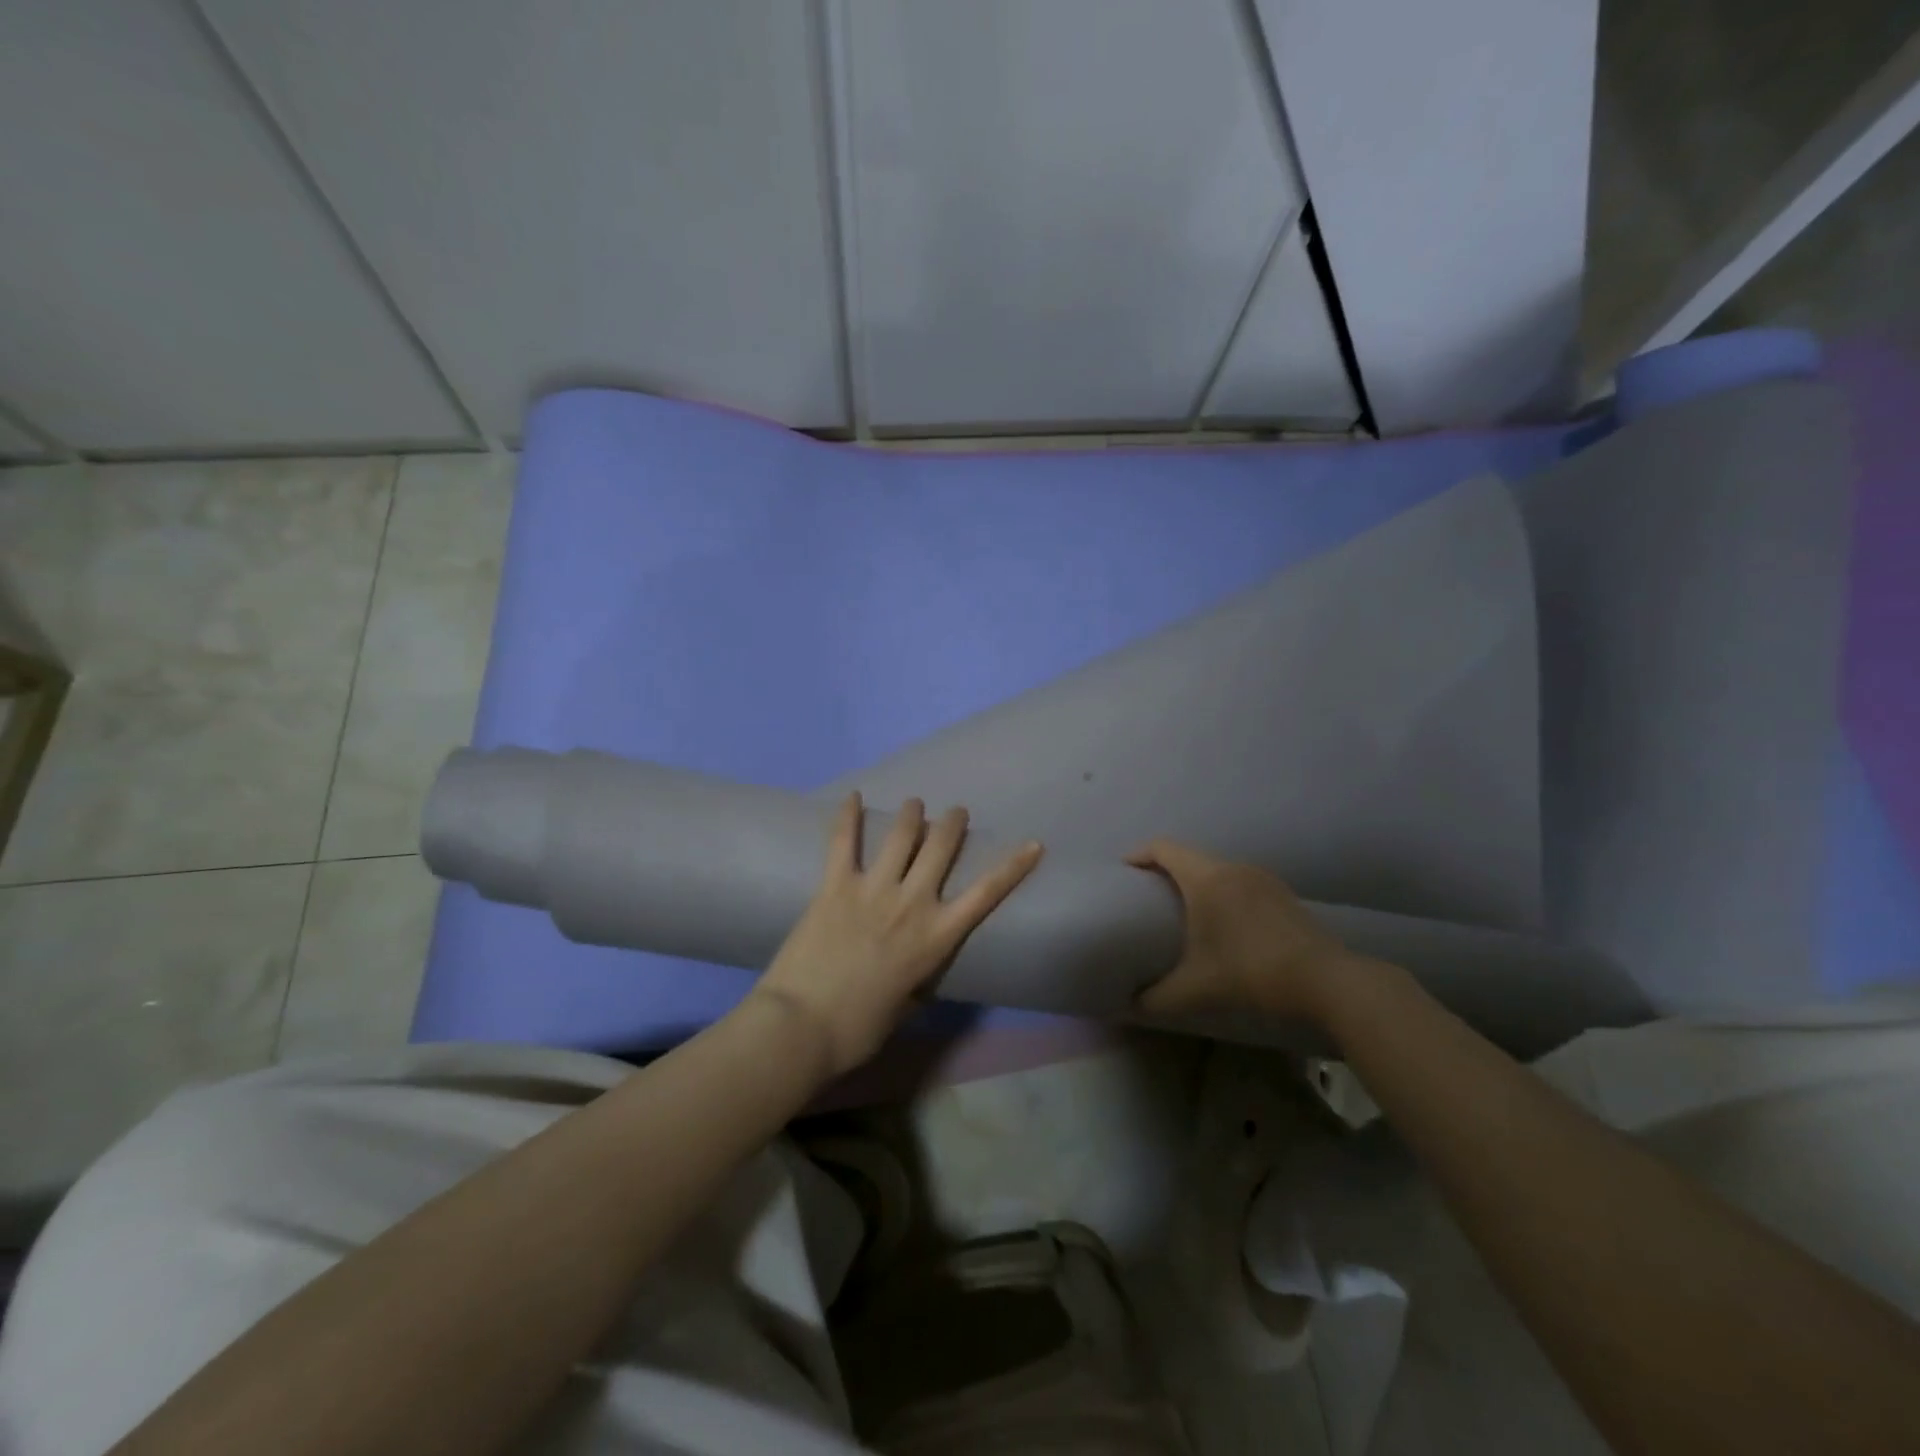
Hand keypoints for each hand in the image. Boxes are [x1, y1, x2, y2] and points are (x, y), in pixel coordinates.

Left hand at [752, 793, 1042, 1076]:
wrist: (801, 1026)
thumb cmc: (857, 1029)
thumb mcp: (905, 1005)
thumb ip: (917, 976)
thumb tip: (917, 966)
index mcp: (936, 938)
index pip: (986, 893)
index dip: (1013, 866)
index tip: (1033, 843)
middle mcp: (912, 903)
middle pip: (941, 848)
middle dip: (953, 823)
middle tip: (955, 813)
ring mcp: (873, 889)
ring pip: (901, 835)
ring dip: (912, 814)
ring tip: (915, 804)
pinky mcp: (835, 884)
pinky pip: (844, 841)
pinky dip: (848, 816)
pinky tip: (852, 796)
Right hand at [1126, 840, 1369, 1022]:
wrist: (1327, 981)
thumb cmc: (1251, 973)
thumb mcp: (1195, 990)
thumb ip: (1155, 998)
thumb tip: (1127, 1006)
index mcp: (1206, 879)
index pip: (1162, 848)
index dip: (1138, 854)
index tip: (1123, 871)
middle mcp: (1232, 867)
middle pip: (1188, 854)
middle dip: (1163, 868)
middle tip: (1147, 893)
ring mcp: (1261, 877)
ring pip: (1215, 866)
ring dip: (1194, 879)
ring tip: (1183, 907)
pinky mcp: (1281, 893)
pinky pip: (1238, 879)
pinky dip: (1220, 889)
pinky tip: (1224, 920)